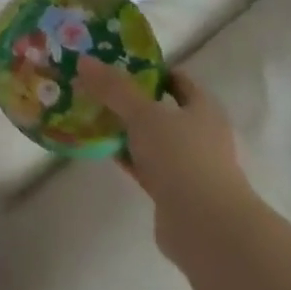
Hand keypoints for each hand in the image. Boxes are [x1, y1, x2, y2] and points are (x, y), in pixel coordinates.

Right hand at [75, 58, 253, 260]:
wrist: (206, 229)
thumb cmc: (182, 158)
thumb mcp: (143, 114)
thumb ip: (113, 88)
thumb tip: (84, 60)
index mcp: (204, 110)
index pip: (177, 80)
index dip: (149, 70)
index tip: (116, 62)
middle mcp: (200, 135)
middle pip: (161, 109)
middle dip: (129, 99)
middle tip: (95, 86)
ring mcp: (188, 166)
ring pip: (150, 139)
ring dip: (125, 129)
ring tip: (89, 113)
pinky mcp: (173, 193)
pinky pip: (143, 165)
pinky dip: (124, 156)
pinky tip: (99, 147)